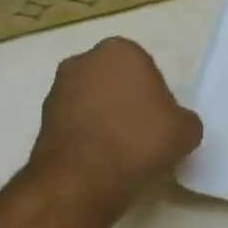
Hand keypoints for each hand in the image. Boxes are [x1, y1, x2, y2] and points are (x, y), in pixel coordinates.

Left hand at [30, 37, 202, 210]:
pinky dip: (85, 136)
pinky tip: (98, 160)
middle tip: (141, 133)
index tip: (160, 121)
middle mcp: (85, 60)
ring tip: (118, 151)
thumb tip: (174, 126)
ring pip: (92, 100)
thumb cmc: (139, 140)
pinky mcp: (41, 118)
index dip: (155, 96)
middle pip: (115, 80)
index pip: (146, 68)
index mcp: (121, 50)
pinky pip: (74, 123)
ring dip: (103, 118)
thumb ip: (183, 119)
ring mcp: (58, 88)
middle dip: (125, 101)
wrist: (82, 177)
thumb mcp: (186, 130)